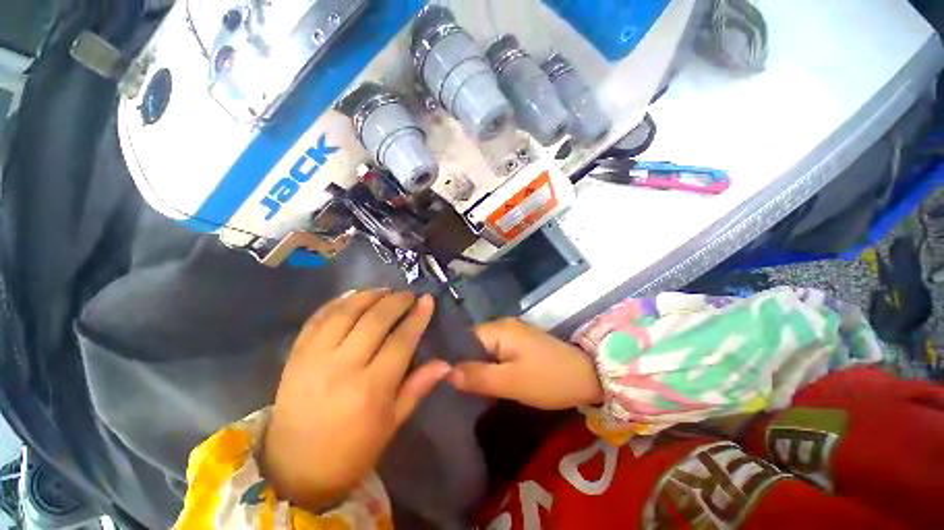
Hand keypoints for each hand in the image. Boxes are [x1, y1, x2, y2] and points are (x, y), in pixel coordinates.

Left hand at [262, 289, 449, 511]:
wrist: (293, 469)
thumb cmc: (352, 451)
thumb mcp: (392, 424)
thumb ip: (418, 387)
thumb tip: (445, 363)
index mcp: (371, 389)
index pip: (401, 341)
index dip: (417, 317)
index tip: (427, 300)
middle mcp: (342, 368)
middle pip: (374, 320)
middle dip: (396, 301)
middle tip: (408, 294)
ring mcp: (314, 359)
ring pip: (345, 313)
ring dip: (368, 296)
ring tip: (384, 291)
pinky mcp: (295, 356)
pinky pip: (317, 319)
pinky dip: (336, 303)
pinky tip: (352, 296)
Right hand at [447, 318, 603, 409]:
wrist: (588, 376)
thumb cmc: (548, 379)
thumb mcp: (511, 382)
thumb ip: (478, 376)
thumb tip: (446, 373)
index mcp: (499, 328)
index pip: (464, 337)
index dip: (452, 356)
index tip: (440, 377)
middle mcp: (503, 324)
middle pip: (473, 342)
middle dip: (463, 362)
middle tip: (451, 386)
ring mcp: (513, 332)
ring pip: (485, 348)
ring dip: (477, 365)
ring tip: (463, 385)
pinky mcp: (521, 342)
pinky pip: (497, 351)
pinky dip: (489, 364)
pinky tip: (485, 379)